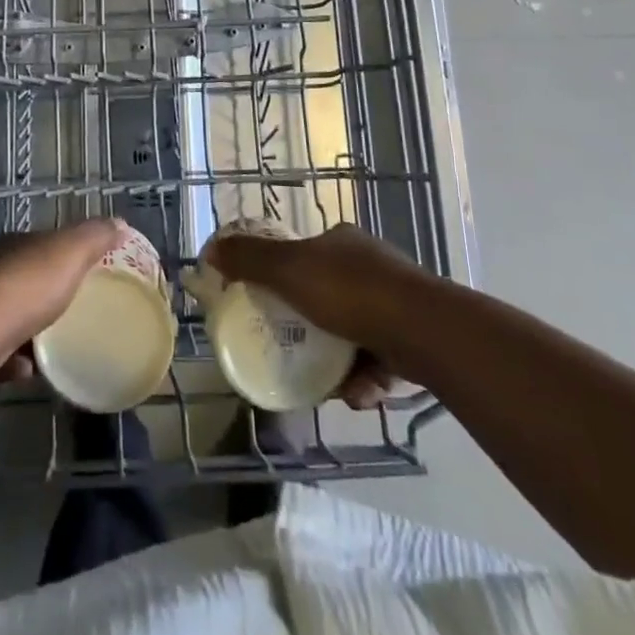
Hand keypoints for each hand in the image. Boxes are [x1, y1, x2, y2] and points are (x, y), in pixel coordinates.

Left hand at [0, 218, 126, 378]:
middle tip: (75, 313)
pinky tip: (32, 371)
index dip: (64, 255)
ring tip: (56, 347)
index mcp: (17, 246)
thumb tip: (119, 223)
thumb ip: (95, 237)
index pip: (43, 244)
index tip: (85, 273)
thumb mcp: (71, 252)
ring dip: (31, 332)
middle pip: (25, 280)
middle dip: (46, 295)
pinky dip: (15, 361)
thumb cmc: (29, 284)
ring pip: (10, 317)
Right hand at [206, 223, 422, 407]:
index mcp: (341, 241)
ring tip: (330, 385)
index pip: (304, 255)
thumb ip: (249, 260)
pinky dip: (365, 377)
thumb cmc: (350, 292)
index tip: (271, 308)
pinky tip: (359, 393)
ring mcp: (397, 299)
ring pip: (354, 332)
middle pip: (327, 296)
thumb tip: (210, 249)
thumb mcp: (288, 271)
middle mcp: (370, 264)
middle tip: (296, 353)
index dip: (284, 279)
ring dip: (338, 361)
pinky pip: (379, 357)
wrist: (424, 331)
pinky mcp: (417, 335)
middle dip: (312, 330)